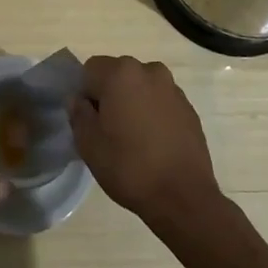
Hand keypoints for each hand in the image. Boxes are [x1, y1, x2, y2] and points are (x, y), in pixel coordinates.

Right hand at [70, 55, 222, 228]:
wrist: (184, 197)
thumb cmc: (129, 167)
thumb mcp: (88, 144)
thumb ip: (78, 114)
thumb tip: (79, 99)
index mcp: (121, 73)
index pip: (89, 70)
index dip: (85, 94)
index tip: (91, 122)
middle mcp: (149, 71)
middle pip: (117, 75)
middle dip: (109, 95)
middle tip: (109, 130)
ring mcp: (173, 88)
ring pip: (140, 87)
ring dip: (133, 102)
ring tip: (134, 137)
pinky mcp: (189, 108)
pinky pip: (161, 101)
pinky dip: (153, 113)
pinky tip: (154, 143)